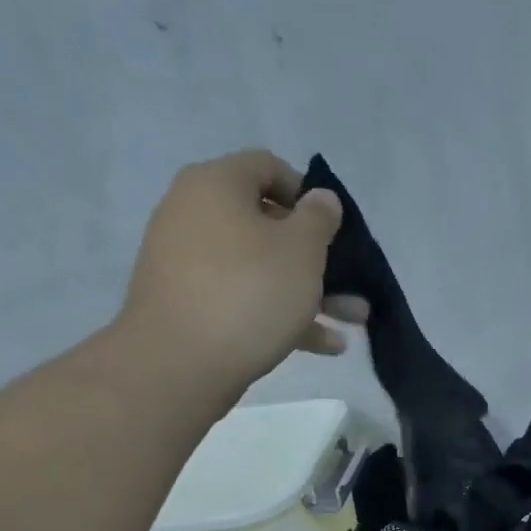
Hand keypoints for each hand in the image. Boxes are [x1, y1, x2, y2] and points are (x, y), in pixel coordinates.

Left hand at [117, 149, 368, 388]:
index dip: (308, 194)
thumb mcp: (302, 251)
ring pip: (260, 268)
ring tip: (350, 322)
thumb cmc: (250, 293)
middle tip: (351, 285)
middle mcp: (194, 213)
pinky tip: (323, 346)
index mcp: (216, 184)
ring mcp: (187, 261)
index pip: (268, 167)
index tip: (335, 229)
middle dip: (317, 258)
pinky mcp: (188, 304)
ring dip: (308, 293)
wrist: (179, 363)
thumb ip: (319, 219)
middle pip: (267, 225)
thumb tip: (320, 197)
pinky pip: (243, 299)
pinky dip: (280, 314)